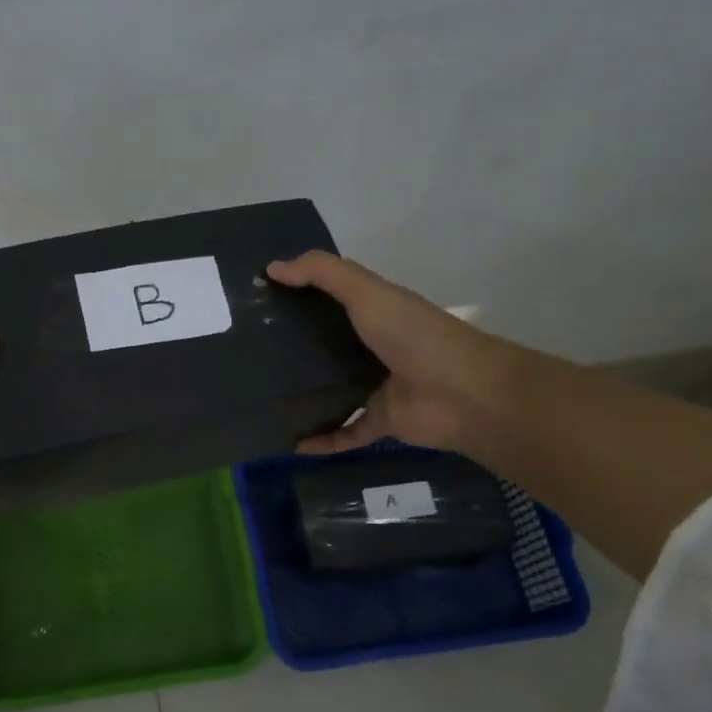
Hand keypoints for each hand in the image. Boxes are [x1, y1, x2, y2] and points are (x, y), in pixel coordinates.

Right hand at [266, 251, 503, 453]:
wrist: (463, 393)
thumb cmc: (414, 335)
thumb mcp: (366, 292)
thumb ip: (322, 274)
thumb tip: (272, 268)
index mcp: (375, 312)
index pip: (331, 300)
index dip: (299, 295)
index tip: (259, 299)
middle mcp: (375, 347)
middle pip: (328, 346)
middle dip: (294, 348)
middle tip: (248, 351)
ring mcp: (378, 386)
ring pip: (333, 391)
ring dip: (304, 396)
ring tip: (262, 398)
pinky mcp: (381, 421)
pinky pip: (345, 432)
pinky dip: (322, 440)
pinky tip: (291, 444)